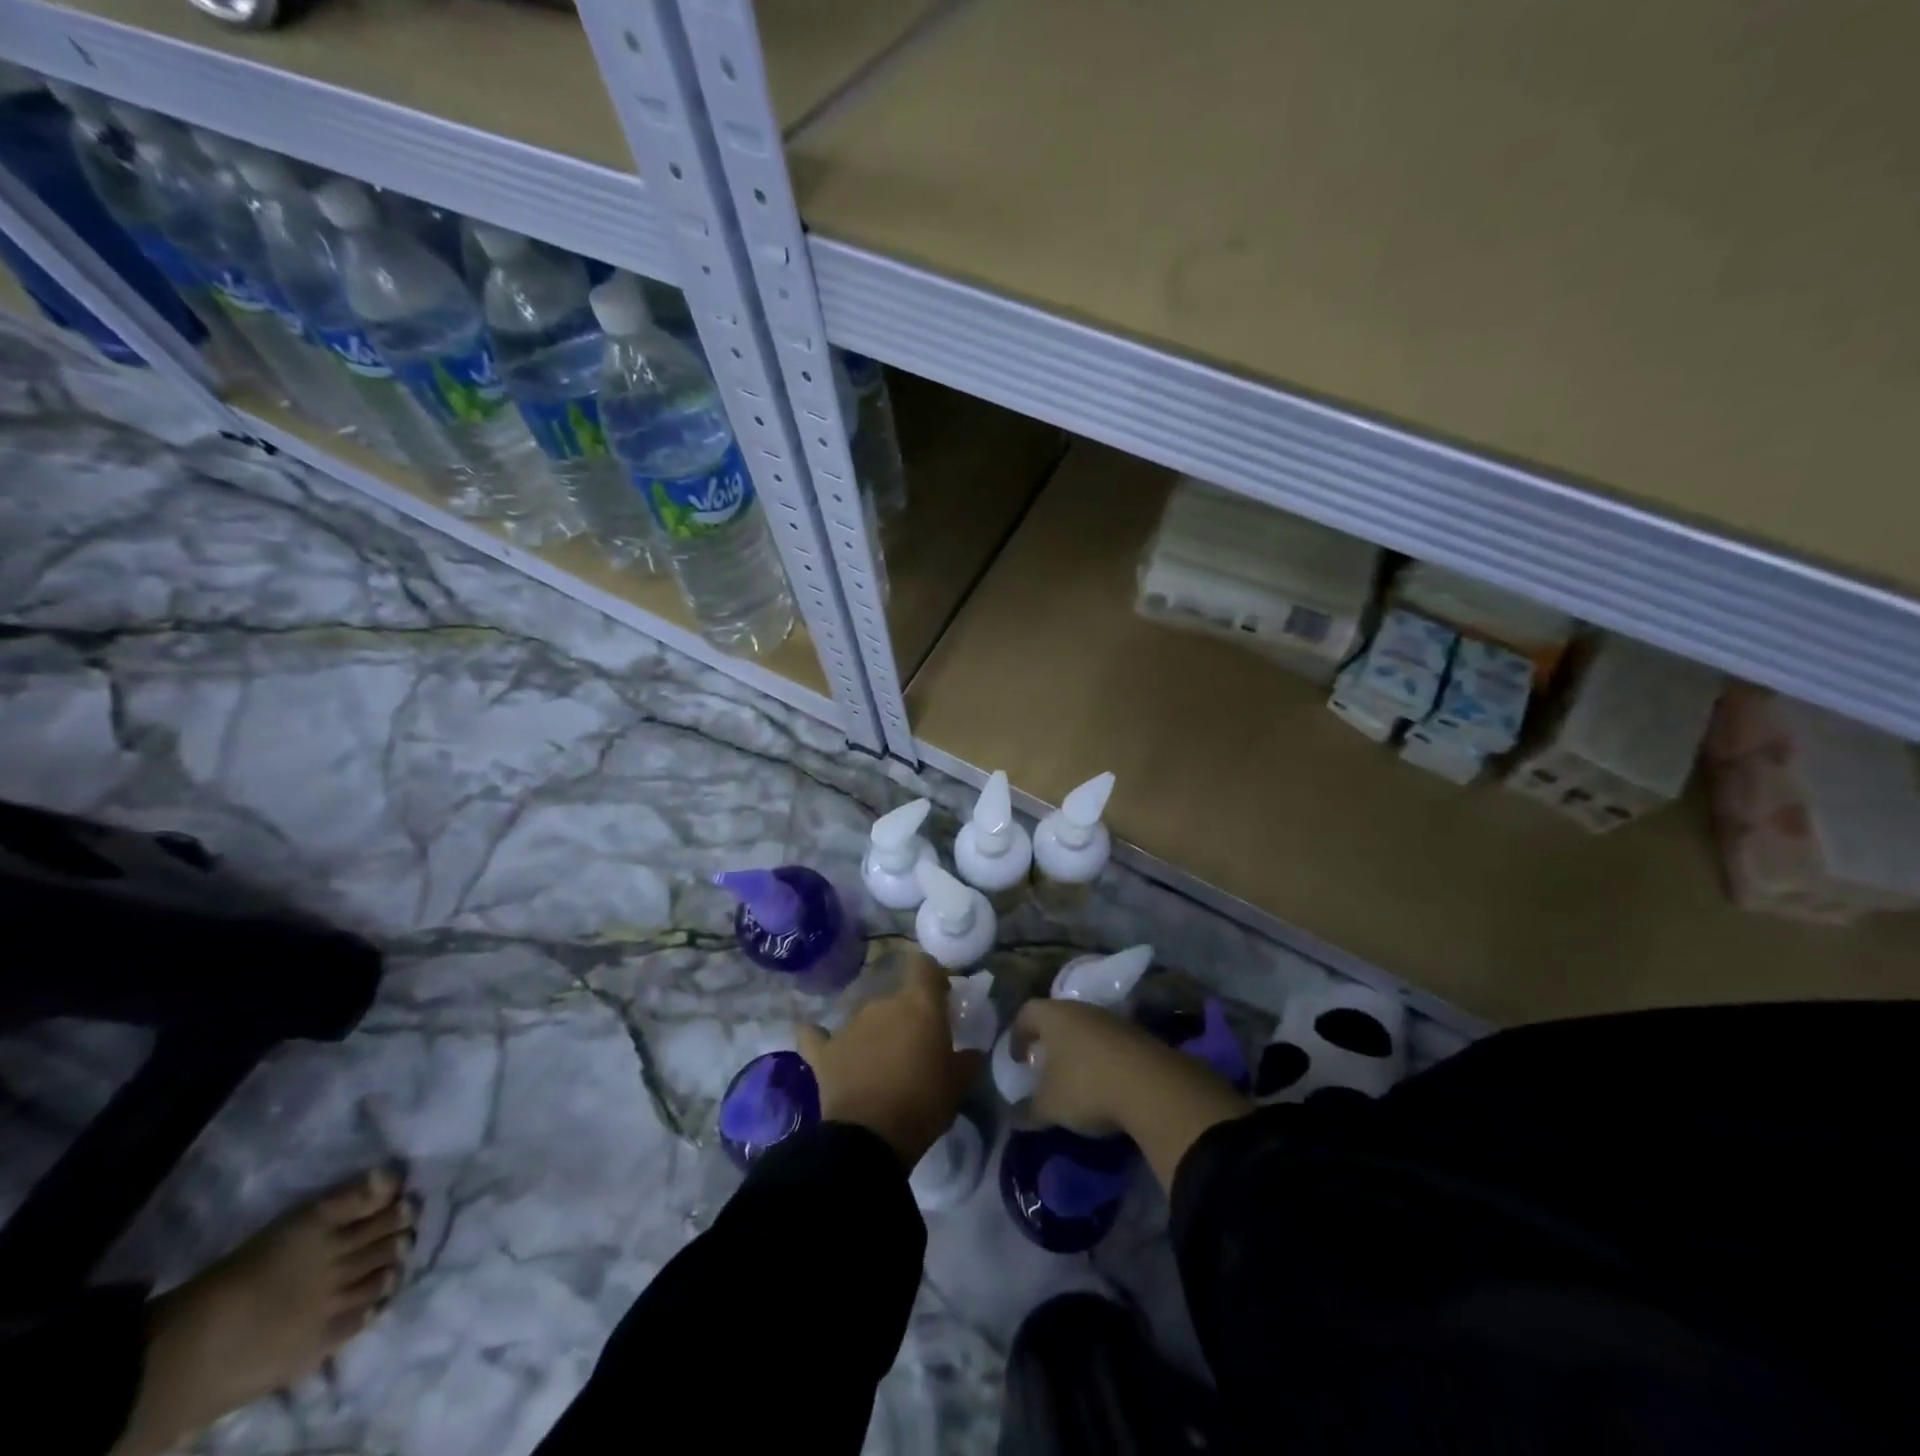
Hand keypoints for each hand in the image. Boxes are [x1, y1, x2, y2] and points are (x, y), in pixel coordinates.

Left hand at [798, 954, 981, 1167]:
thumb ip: (968, 1059)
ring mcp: (848, 1025)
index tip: (941, 998)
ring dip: (875, 1031)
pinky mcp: (823, 1051)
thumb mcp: (959, 1083)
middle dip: (905, 1014)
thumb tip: (973, 1051)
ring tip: (881, 1061)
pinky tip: (821, 1040)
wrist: (869, 1139)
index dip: (933, 977)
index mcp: (918, 1003)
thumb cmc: (923, 1103)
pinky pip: (817, 1035)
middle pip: (895, 995)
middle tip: (915, 1044)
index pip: (924, 965)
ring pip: (865, 1016)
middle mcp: (881, 1003)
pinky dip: (820, 1036)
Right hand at [1013, 998, 1252, 1189]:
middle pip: (1058, 1018)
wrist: (1153, 1087)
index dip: (1017, 1035)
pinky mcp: (1138, 1036)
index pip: (1027, 1013)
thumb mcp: (1051, 1106)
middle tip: (1043, 1067)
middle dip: (1049, 1042)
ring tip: (1074, 1080)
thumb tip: (1013, 1118)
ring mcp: (1113, 1020)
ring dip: (1077, 1051)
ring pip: (1086, 1029)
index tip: (1017, 1059)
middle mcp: (1082, 1009)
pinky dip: (1101, 1060)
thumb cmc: (1087, 1086)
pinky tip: (1104, 1085)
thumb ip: (1029, 1111)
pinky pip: (1109, 1043)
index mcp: (1054, 1016)